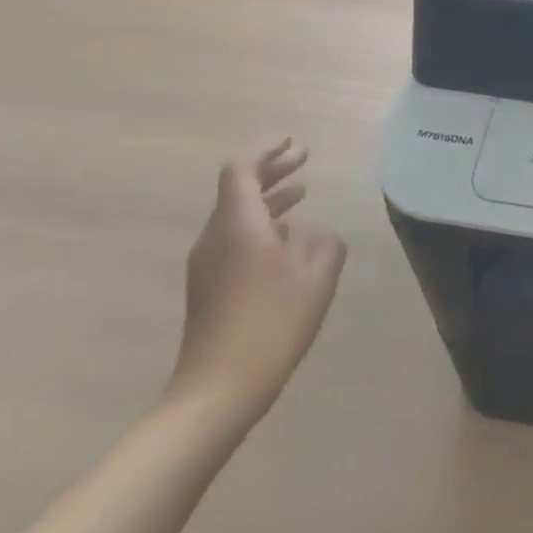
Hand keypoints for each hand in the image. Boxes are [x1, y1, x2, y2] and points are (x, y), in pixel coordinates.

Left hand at [166, 140, 346, 430]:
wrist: (218, 391)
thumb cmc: (272, 322)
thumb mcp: (318, 274)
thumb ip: (325, 242)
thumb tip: (317, 234)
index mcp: (238, 225)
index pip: (241, 170)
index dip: (266, 151)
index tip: (292, 141)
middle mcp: (215, 238)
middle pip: (237, 190)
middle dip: (271, 171)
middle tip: (303, 158)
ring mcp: (208, 266)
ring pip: (236, 216)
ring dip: (268, 199)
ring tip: (301, 192)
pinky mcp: (210, 289)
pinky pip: (235, 239)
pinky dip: (262, 225)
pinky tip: (288, 239)